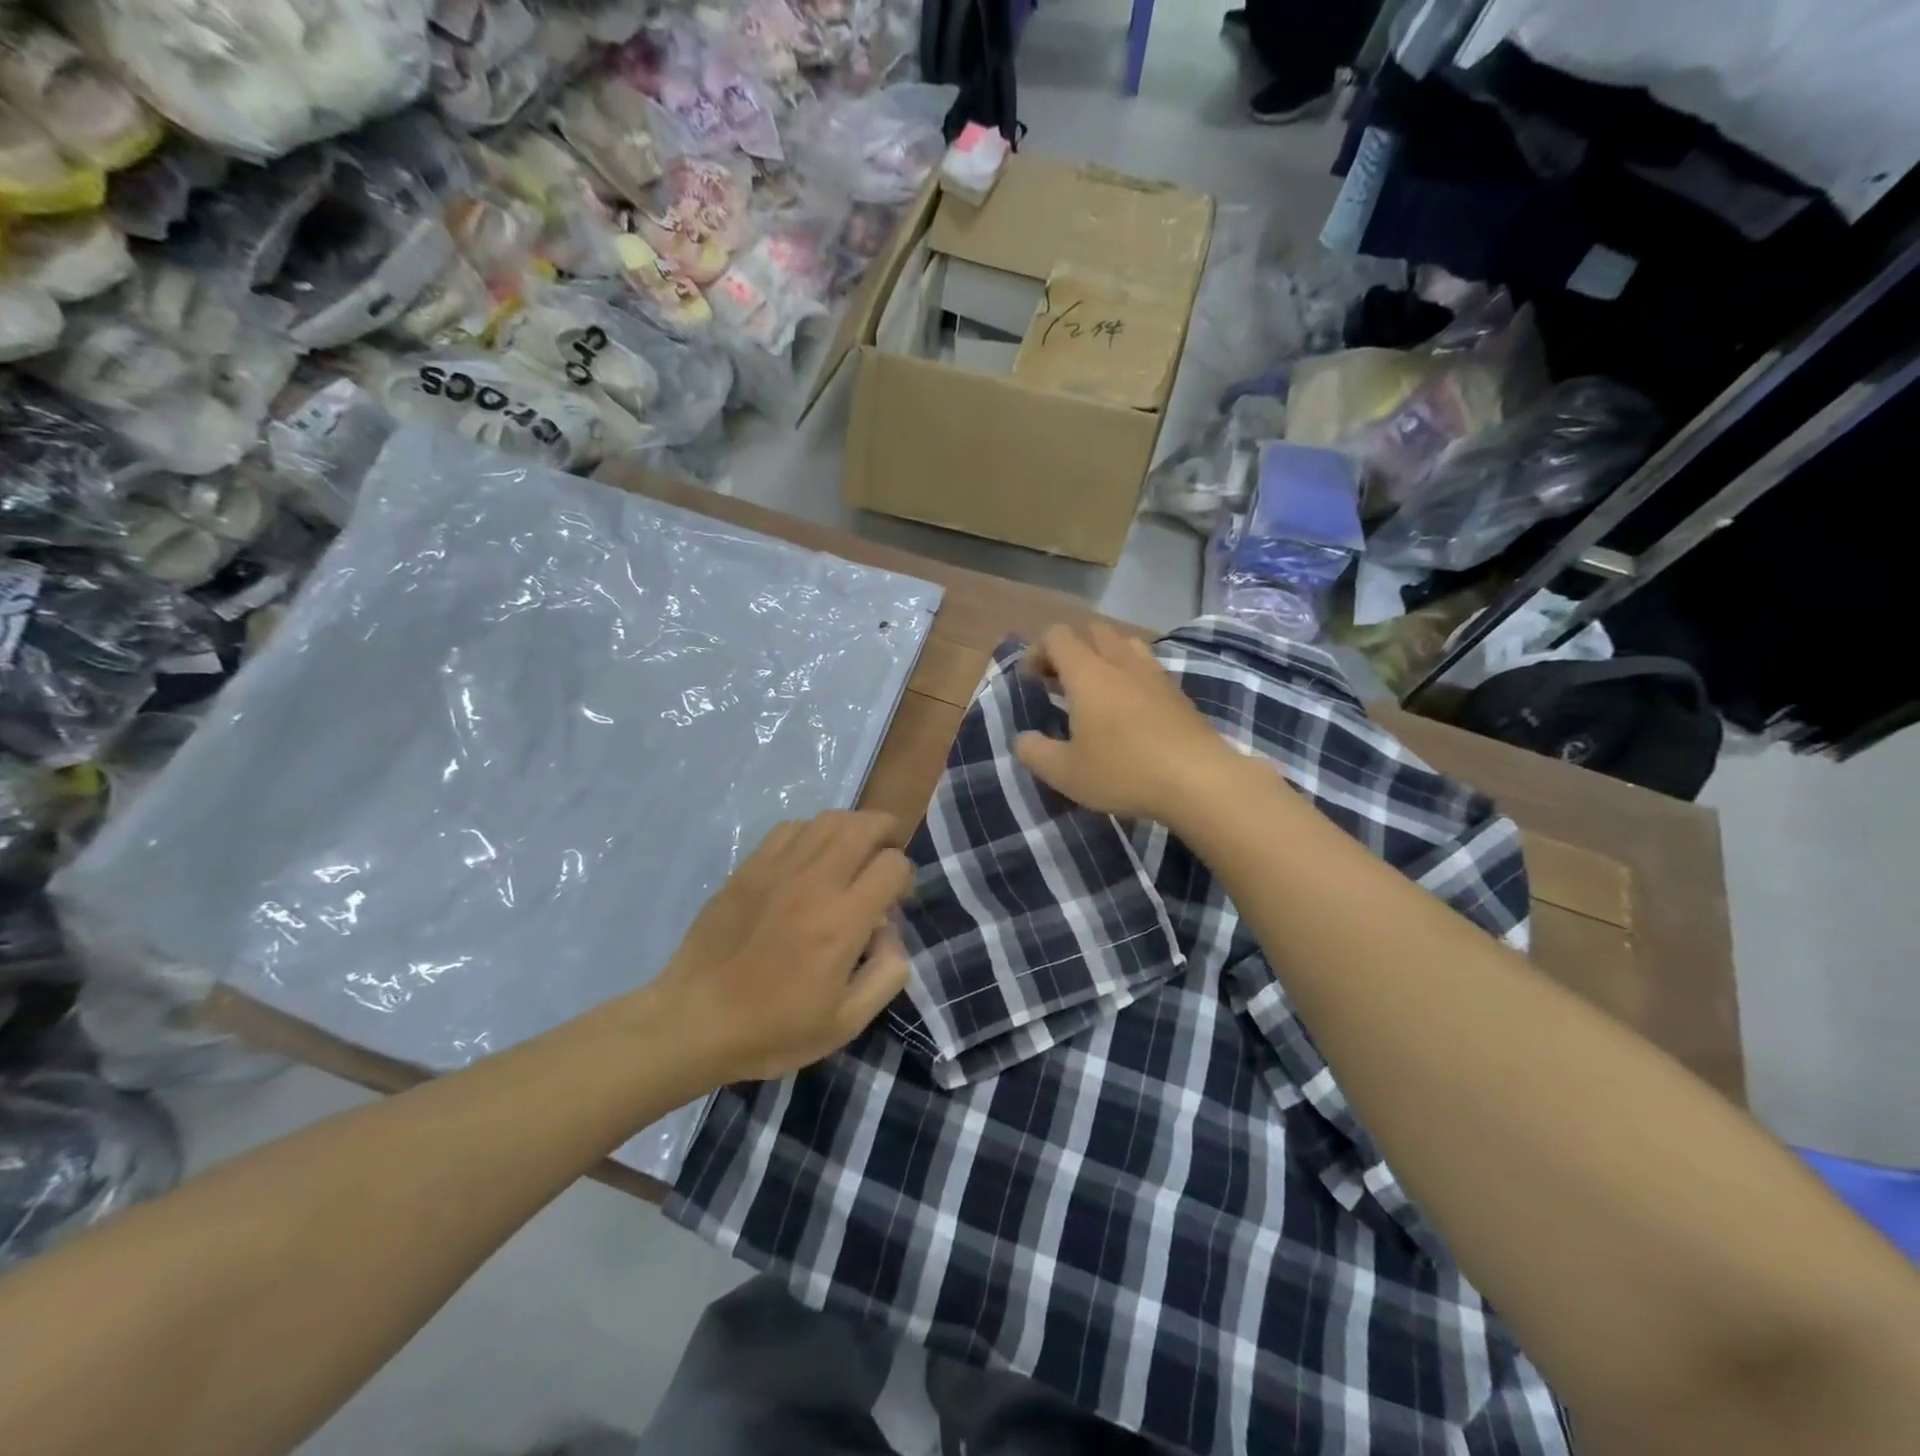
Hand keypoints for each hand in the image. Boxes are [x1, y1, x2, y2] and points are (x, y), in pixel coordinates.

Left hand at [652, 811, 912, 1082]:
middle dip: (887, 833)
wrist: (693, 1021)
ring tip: (851, 854)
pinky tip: (808, 861)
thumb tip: (890, 930)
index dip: (905, 877)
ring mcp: (777, 868)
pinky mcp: (748, 867)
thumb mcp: (846, 1023)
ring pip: (829, 819)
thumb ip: (887, 973)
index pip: (893, 865)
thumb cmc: (772, 1029)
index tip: (895, 901)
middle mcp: (814, 882)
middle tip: (885, 858)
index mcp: (842, 921)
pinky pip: (791, 828)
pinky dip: (812, 834)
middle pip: (865, 825)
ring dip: (852, 829)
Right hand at [1015, 622, 1242, 823]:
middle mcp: (1121, 663)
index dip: (1038, 651)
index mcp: (1088, 674)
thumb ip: (1035, 752)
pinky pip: (1148, 668)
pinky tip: (1130, 710)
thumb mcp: (1065, 773)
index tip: (1032, 681)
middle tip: (1061, 682)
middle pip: (1094, 630)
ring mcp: (1155, 675)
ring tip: (1097, 691)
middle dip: (1072, 649)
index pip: (1057, 636)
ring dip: (1105, 656)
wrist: (1198, 781)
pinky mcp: (1178, 693)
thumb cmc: (1123, 772)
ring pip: (1125, 644)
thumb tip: (1023, 739)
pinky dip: (1132, 676)